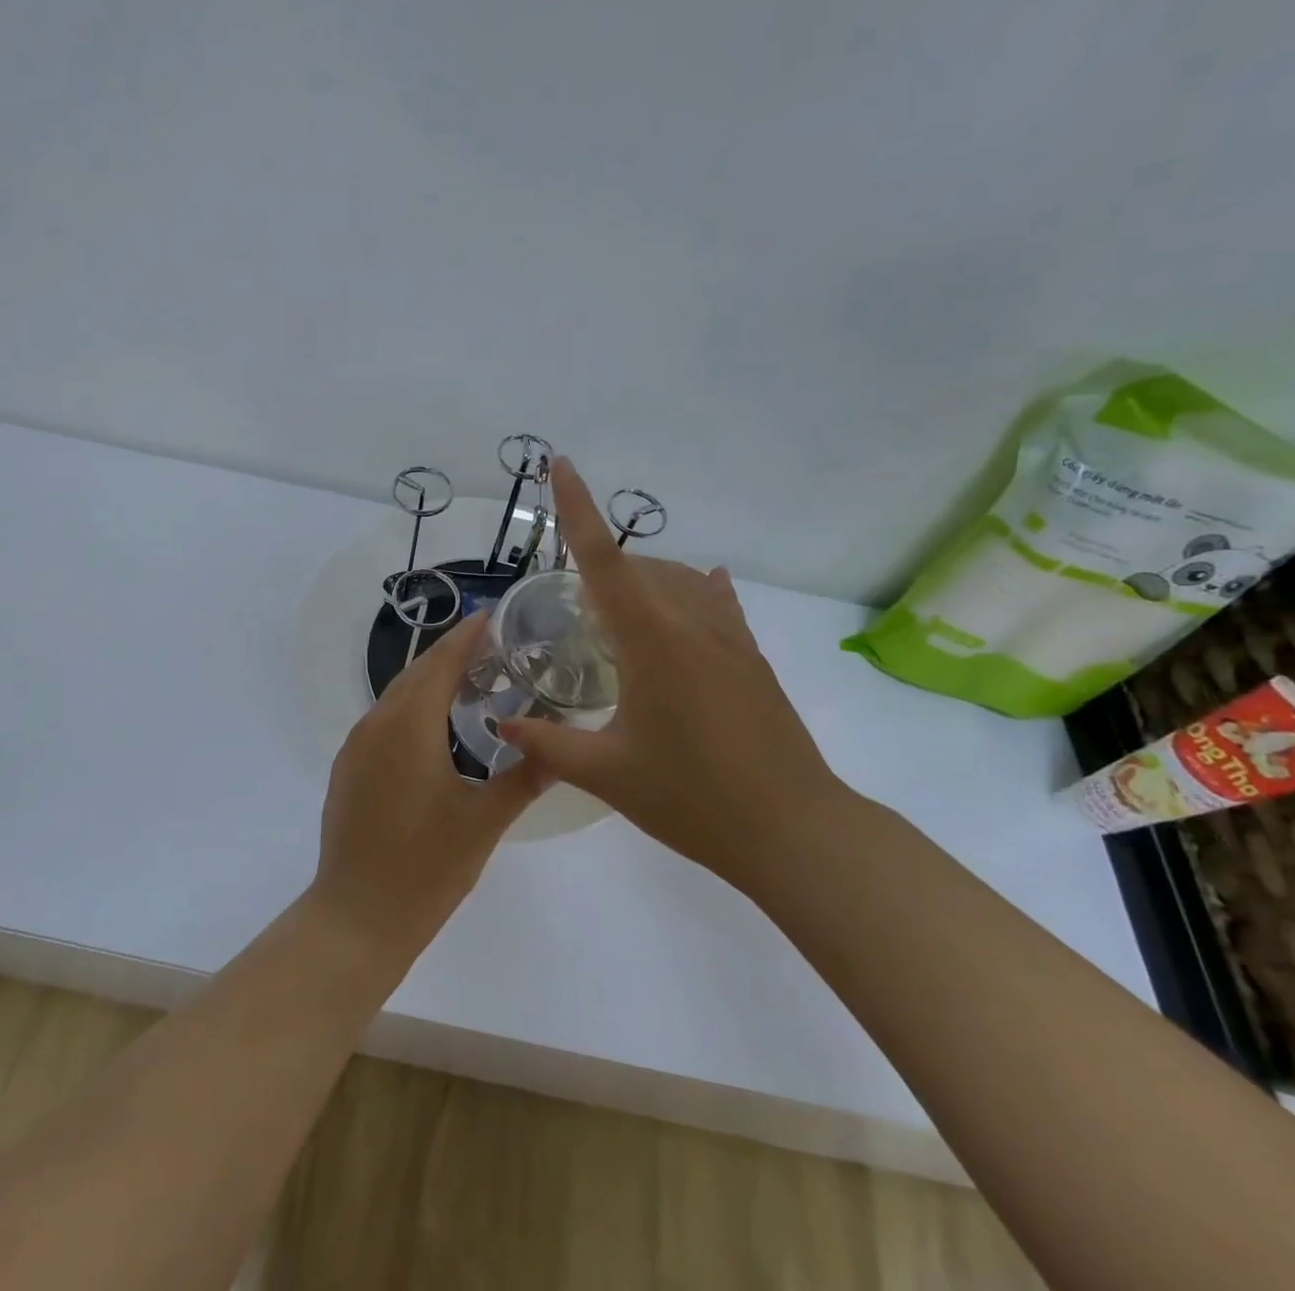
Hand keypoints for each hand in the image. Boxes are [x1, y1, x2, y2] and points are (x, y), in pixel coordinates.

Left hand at [310, 612, 543, 956]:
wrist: (357, 915)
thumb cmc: (426, 867)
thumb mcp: (484, 822)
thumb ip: (523, 778)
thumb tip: (559, 750)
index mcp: (409, 726)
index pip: (440, 663)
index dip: (466, 637)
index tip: (491, 616)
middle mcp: (376, 724)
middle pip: (415, 673)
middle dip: (449, 653)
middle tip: (490, 646)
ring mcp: (355, 746)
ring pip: (395, 695)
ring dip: (428, 680)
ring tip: (468, 679)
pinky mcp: (347, 768)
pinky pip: (381, 720)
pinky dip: (409, 707)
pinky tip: (432, 726)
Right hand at [498, 459, 853, 893]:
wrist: (793, 830)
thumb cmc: (691, 799)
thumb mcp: (606, 774)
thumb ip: (547, 744)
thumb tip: (502, 724)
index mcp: (650, 640)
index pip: (602, 560)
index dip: (576, 509)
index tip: (560, 464)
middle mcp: (690, 623)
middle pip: (636, 566)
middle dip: (598, 565)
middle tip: (568, 605)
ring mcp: (728, 638)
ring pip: (677, 580)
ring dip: (640, 579)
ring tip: (613, 613)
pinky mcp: (751, 658)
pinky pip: (715, 603)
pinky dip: (693, 589)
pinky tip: (695, 587)